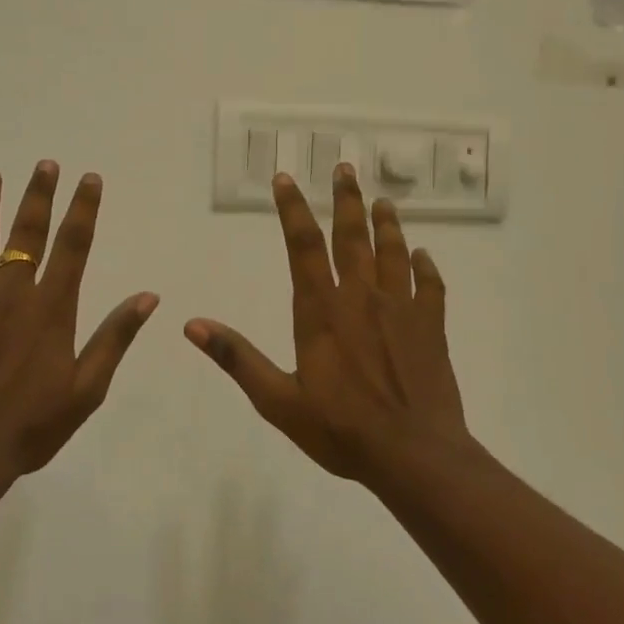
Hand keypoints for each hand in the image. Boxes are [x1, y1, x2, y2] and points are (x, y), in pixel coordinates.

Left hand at [0, 162, 157, 477]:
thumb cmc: (32, 426)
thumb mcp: (88, 388)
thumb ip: (114, 337)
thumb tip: (149, 296)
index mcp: (50, 308)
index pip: (73, 245)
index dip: (83, 209)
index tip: (88, 179)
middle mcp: (11, 292)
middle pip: (28, 232)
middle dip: (38, 195)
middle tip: (44, 164)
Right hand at [184, 165, 474, 483]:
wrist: (414, 455)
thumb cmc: (341, 429)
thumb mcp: (277, 400)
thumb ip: (237, 358)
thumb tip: (192, 325)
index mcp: (321, 311)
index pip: (302, 246)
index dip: (292, 209)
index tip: (286, 178)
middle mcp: (361, 298)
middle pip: (352, 236)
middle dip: (346, 199)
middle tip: (345, 167)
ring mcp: (401, 309)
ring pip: (393, 252)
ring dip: (387, 224)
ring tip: (383, 200)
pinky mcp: (431, 327)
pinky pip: (430, 286)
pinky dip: (426, 266)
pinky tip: (425, 255)